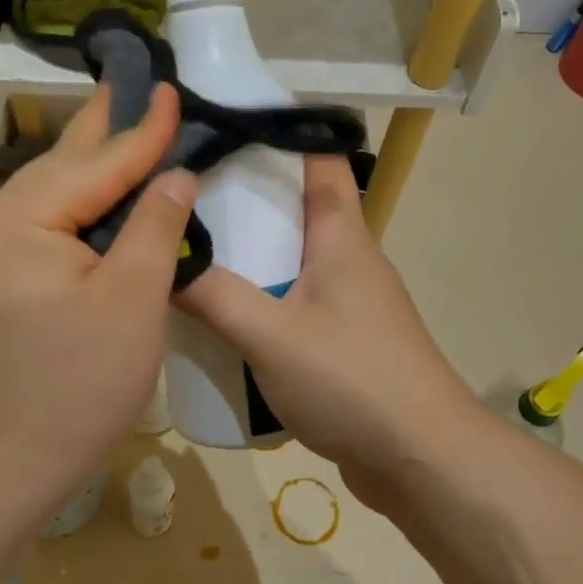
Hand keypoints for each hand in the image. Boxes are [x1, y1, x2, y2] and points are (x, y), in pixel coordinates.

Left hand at [0, 85, 197, 508]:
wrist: (0, 462)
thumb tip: (175, 175)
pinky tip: (98, 195)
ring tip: (120, 124)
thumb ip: (154, 226)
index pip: (100, 161)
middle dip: (104, 126)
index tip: (174, 87)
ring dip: (91, 163)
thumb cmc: (75, 383)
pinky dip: (78, 204)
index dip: (145, 129)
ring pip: (52, 193)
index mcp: (24, 216)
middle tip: (132, 80)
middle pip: (65, 164)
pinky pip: (44, 224)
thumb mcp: (131, 300)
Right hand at [173, 156, 479, 496]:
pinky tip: (224, 320)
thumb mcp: (270, 334)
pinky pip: (295, 306)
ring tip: (192, 253)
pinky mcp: (345, 343)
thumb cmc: (352, 379)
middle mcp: (350, 260)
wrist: (421, 459)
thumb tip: (161, 259)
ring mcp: (351, 304)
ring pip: (294, 262)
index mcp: (342, 236)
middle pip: (298, 210)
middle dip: (246, 199)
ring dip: (251, 256)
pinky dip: (262, 302)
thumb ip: (213, 296)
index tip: (224, 124)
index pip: (320, 159)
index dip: (281, 133)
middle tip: (184, 195)